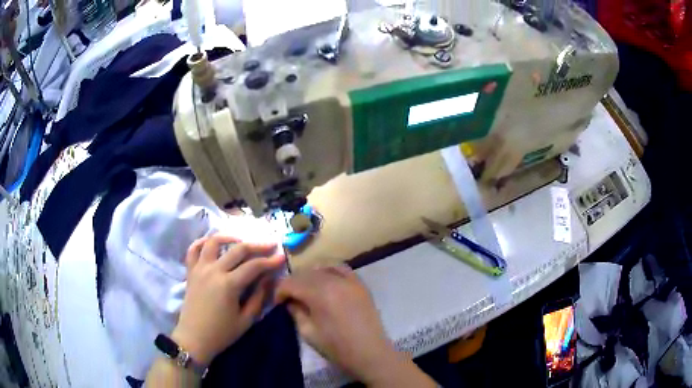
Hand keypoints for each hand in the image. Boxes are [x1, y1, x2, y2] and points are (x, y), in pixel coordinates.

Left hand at [172, 234, 284, 365]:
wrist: (194, 339)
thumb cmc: (222, 333)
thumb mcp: (246, 320)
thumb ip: (258, 297)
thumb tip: (268, 279)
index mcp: (229, 285)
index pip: (254, 266)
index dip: (270, 261)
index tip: (282, 257)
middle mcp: (214, 271)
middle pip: (238, 249)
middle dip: (257, 245)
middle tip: (270, 245)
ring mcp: (200, 269)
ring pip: (213, 242)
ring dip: (229, 237)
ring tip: (241, 240)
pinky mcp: (190, 271)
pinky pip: (193, 249)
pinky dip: (202, 242)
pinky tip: (212, 243)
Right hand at [275, 266, 434, 386]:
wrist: (370, 353)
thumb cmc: (337, 348)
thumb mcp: (308, 333)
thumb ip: (296, 312)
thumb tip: (290, 301)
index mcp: (319, 294)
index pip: (291, 282)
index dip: (280, 291)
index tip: (278, 303)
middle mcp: (334, 280)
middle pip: (305, 273)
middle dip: (293, 283)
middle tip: (289, 298)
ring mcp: (350, 280)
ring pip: (321, 267)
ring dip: (309, 276)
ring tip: (306, 290)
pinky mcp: (360, 284)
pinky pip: (340, 268)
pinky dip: (328, 271)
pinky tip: (324, 280)